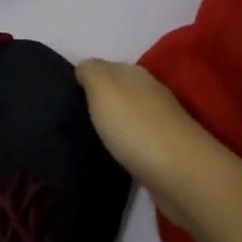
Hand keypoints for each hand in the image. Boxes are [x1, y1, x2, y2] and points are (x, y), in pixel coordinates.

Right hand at [75, 58, 239, 227]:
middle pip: (116, 92)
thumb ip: (90, 71)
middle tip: (68, 120)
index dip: (84, 79)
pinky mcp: (162, 152)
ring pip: (125, 117)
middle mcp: (149, 93)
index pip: (104, 68)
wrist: (179, 173)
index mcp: (135, 74)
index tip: (62, 97)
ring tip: (84, 138)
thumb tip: (83, 67)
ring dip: (109, 125)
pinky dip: (121, 145)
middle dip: (96, 103)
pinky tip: (108, 154)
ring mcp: (159, 123)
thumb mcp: (103, 87)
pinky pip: (133, 141)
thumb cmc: (135, 126)